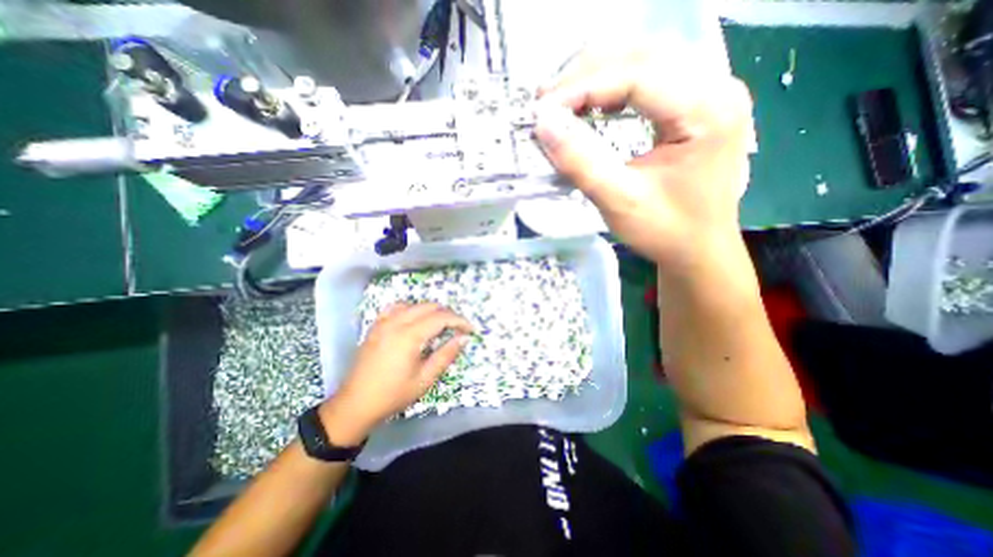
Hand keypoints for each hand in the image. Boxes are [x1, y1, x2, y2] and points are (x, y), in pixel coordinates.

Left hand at [319, 302, 472, 446]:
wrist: (355, 405)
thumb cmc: (393, 395)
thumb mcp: (425, 379)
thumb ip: (445, 355)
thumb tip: (463, 338)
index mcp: (409, 336)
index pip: (441, 318)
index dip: (459, 321)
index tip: (470, 329)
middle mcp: (396, 323)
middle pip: (429, 307)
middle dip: (447, 314)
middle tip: (458, 328)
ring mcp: (383, 323)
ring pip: (414, 305)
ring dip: (431, 311)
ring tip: (440, 324)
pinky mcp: (375, 327)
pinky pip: (396, 308)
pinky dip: (410, 309)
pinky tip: (414, 320)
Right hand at [536, 41, 752, 270]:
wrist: (697, 248)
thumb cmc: (665, 231)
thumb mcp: (619, 201)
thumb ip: (580, 161)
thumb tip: (543, 123)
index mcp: (707, 110)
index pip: (637, 74)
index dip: (583, 87)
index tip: (543, 111)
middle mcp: (716, 87)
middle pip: (642, 54)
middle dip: (586, 75)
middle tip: (547, 105)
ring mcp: (708, 92)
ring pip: (644, 59)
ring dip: (597, 76)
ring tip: (562, 104)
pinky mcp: (695, 105)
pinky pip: (649, 78)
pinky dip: (612, 87)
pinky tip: (592, 105)